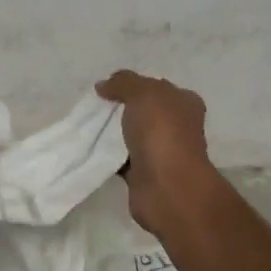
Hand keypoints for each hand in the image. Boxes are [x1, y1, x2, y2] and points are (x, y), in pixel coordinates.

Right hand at [96, 70, 219, 236]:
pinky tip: (91, 149)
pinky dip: (109, 156)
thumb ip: (123, 83)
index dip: (135, 85)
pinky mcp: (146, 174)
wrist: (166, 187)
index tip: (108, 88)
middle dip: (120, 109)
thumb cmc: (162, 132)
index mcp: (184, 103)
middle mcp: (177, 127)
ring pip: (132, 136)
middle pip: (144, 112)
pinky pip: (123, 159)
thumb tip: (103, 85)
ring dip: (113, 133)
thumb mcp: (142, 93)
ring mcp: (163, 152)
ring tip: (87, 126)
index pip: (158, 87)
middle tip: (94, 107)